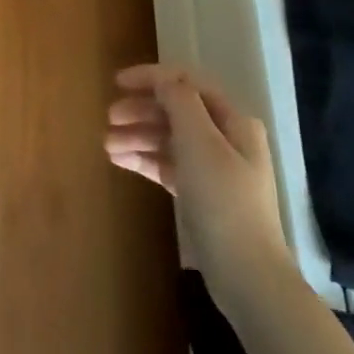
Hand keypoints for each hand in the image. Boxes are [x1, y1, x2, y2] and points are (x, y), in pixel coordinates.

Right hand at [105, 63, 294, 315]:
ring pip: (168, 139)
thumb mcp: (199, 142)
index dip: (151, 78)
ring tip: (107, 145)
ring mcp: (213, 168)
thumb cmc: (223, 200)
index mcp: (232, 121)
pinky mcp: (201, 194)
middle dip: (140, 110)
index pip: (187, 83)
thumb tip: (162, 80)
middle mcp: (225, 139)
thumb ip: (179, 102)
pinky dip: (144, 160)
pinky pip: (167, 165)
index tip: (117, 83)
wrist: (246, 275)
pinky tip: (120, 161)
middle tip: (108, 118)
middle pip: (175, 111)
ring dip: (137, 136)